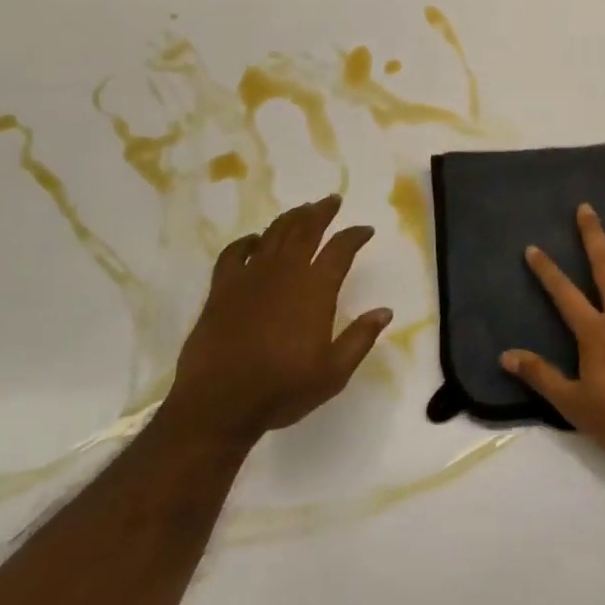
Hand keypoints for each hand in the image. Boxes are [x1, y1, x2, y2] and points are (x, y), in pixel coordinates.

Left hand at [162, 195, 391, 449]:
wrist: (219, 403)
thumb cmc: (282, 390)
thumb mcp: (333, 373)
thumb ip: (360, 338)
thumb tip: (385, 311)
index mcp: (315, 290)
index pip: (340, 250)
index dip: (354, 236)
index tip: (365, 230)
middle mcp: (285, 273)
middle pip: (305, 229)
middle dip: (322, 212)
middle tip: (332, 201)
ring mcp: (250, 277)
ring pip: (273, 234)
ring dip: (291, 218)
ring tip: (302, 210)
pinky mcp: (222, 288)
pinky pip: (234, 253)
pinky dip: (247, 241)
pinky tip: (254, 240)